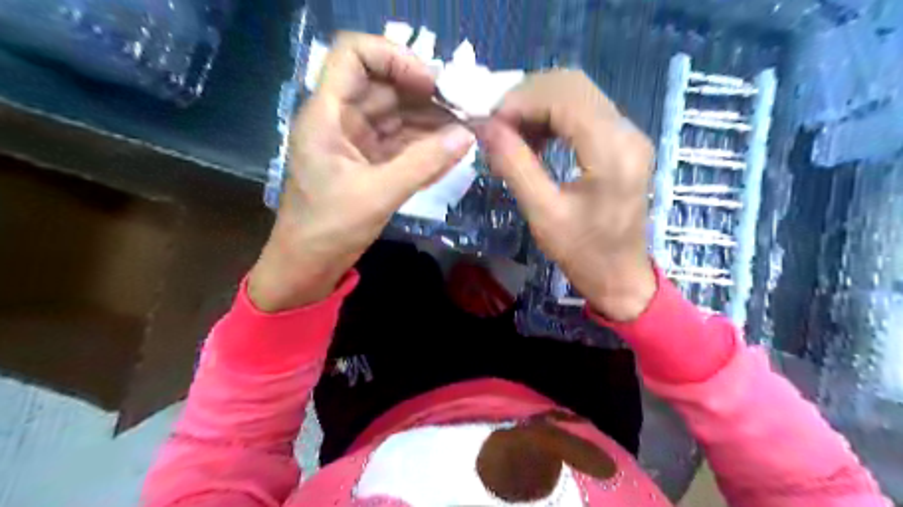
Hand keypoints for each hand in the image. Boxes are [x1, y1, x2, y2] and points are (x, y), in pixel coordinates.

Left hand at [246, 34, 473, 310]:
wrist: (308, 265)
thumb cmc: (329, 229)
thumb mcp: (378, 194)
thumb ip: (424, 163)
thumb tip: (467, 135)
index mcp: (327, 114)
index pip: (355, 55)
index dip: (394, 59)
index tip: (431, 83)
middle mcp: (340, 119)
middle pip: (384, 86)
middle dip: (425, 94)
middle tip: (466, 108)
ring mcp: (355, 141)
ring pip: (396, 114)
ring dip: (430, 119)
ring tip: (466, 127)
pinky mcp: (367, 162)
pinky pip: (399, 141)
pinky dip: (423, 142)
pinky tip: (449, 147)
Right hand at [479, 69, 656, 320]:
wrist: (621, 276)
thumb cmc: (583, 253)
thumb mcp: (543, 213)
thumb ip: (515, 165)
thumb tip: (485, 127)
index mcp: (612, 151)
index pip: (564, 96)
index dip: (521, 101)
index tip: (489, 123)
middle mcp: (627, 132)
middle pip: (572, 84)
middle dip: (527, 97)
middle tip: (497, 126)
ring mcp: (628, 134)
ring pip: (578, 94)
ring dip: (539, 106)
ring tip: (512, 136)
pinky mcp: (623, 142)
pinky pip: (584, 111)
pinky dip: (553, 117)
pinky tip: (535, 141)